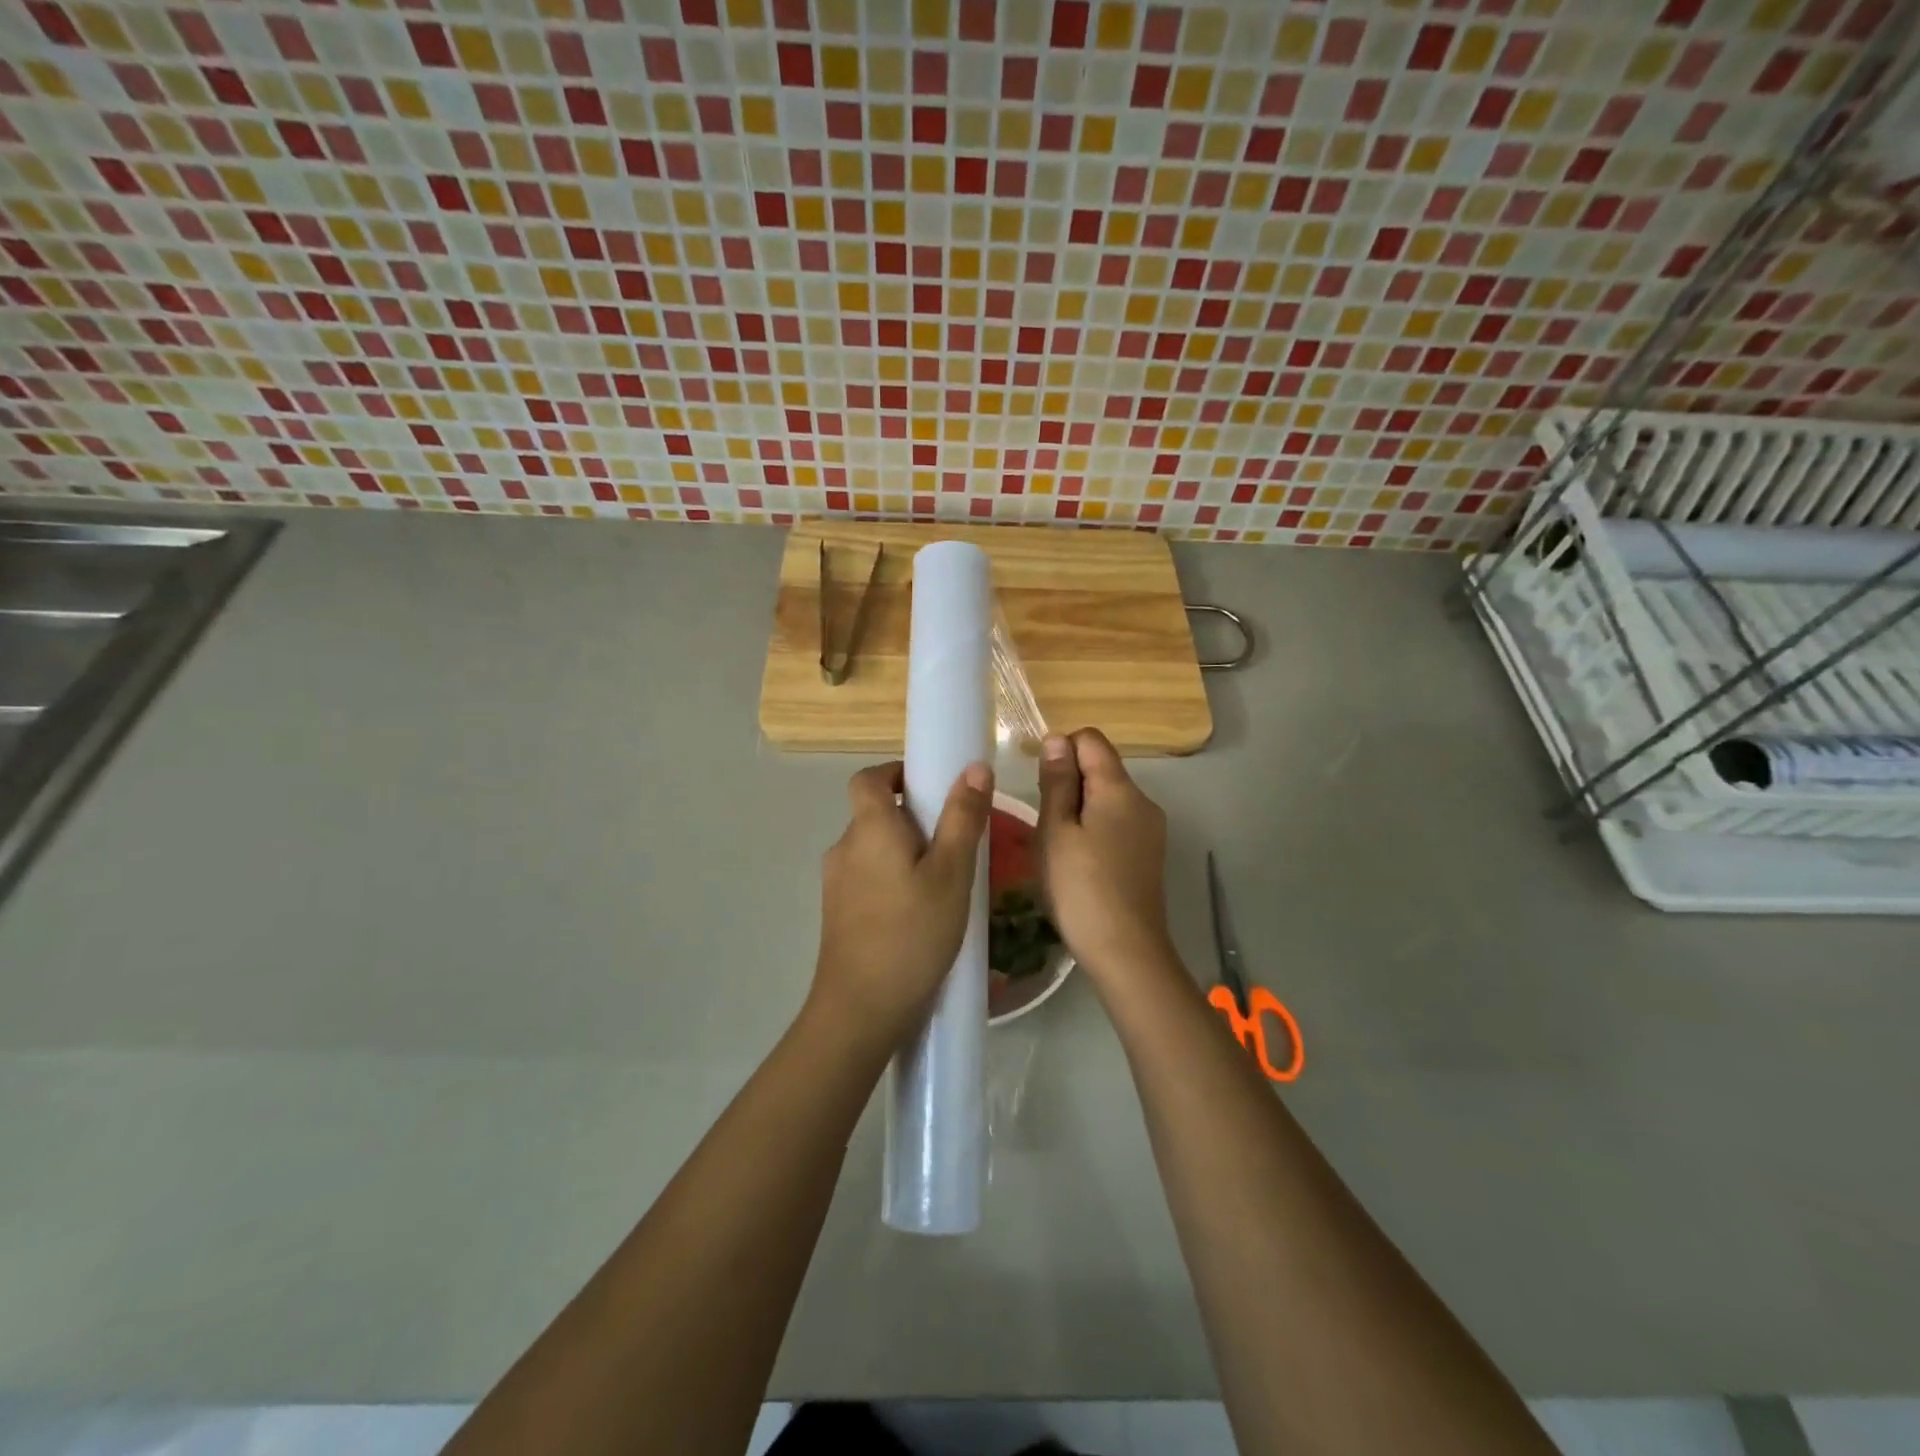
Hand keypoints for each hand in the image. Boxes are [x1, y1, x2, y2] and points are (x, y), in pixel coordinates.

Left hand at [809, 759, 993, 1056]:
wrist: (861, 1009)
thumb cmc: (912, 933)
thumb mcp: (951, 873)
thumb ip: (963, 818)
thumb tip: (974, 767)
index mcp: (869, 828)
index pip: (868, 779)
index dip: (895, 773)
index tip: (929, 786)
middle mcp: (844, 848)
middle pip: (874, 815)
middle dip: (912, 819)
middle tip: (954, 842)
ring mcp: (836, 883)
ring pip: (873, 850)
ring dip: (905, 853)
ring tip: (944, 882)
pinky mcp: (837, 914)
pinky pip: (868, 879)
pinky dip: (893, 880)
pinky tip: (921, 913)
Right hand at [1037, 729, 1176, 984]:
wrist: (1126, 952)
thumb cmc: (1080, 888)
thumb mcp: (1056, 831)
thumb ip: (1057, 782)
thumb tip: (1057, 739)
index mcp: (1120, 789)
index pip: (1091, 740)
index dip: (1061, 750)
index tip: (1040, 784)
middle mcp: (1143, 801)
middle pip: (1101, 768)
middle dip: (1068, 783)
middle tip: (1043, 823)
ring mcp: (1150, 829)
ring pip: (1108, 798)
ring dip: (1079, 808)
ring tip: (1057, 846)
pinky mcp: (1149, 854)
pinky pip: (1117, 823)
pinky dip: (1094, 829)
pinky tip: (1078, 862)